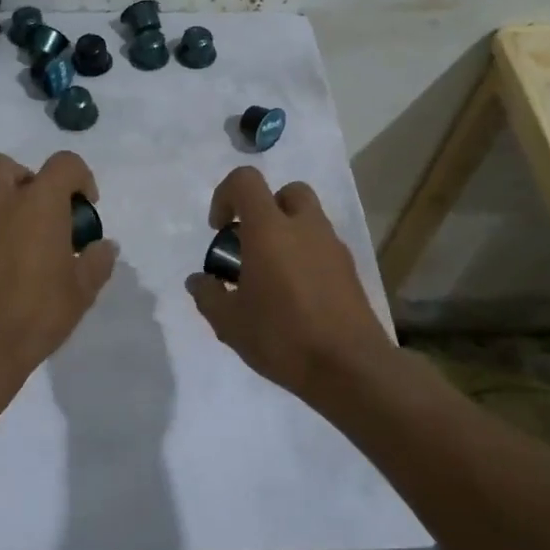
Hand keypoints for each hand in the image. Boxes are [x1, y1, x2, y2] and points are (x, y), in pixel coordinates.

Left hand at [0, 151, 117, 388]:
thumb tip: (103, 246)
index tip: (86, 208)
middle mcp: (0, 202)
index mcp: (38, 203)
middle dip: (29, 179)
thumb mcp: (82, 291)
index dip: (81, 178)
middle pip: (7, 165)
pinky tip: (9, 266)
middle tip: (46, 212)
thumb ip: (97, 261)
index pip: (63, 164)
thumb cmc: (36, 312)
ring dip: (9, 205)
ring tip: (29, 244)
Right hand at [186, 167, 392, 401]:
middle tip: (250, 246)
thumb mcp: (229, 322)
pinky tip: (296, 297)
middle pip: (286, 192)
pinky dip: (306, 257)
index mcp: (270, 229)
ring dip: (286, 234)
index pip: (246, 180)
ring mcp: (333, 246)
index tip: (219, 230)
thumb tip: (199, 280)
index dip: (225, 195)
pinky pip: (322, 247)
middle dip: (264, 209)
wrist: (350, 368)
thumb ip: (208, 295)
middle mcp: (304, 227)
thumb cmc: (282, 337)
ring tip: (271, 277)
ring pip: (308, 219)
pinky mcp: (350, 270)